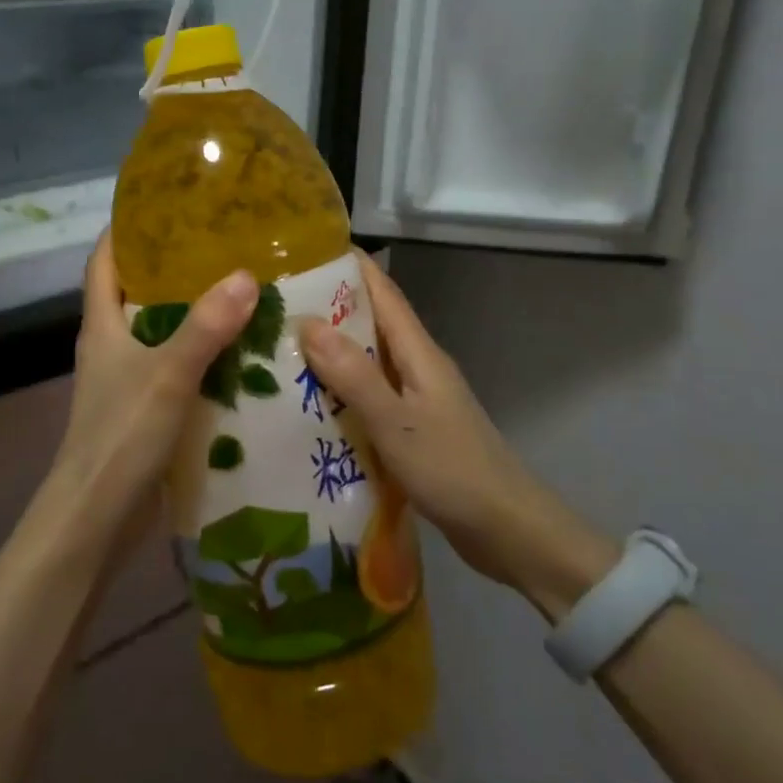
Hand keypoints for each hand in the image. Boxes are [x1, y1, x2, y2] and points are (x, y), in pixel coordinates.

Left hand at [49, 233, 257, 548]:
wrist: (96, 520)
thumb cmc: (120, 437)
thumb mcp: (166, 376)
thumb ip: (205, 327)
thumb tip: (246, 275)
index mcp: (103, 325)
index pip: (105, 260)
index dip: (127, 229)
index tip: (167, 205)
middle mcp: (112, 345)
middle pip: (139, 292)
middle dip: (177, 268)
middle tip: (226, 246)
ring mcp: (128, 381)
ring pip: (164, 333)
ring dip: (197, 315)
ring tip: (247, 293)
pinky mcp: (147, 411)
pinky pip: (179, 370)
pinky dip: (206, 358)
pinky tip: (245, 355)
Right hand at [299, 254, 616, 613]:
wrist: (510, 532)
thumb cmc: (454, 471)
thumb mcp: (397, 423)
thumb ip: (354, 375)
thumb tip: (308, 322)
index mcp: (418, 353)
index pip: (381, 291)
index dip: (348, 265)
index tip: (303, 250)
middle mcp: (417, 366)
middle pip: (370, 322)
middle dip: (326, 307)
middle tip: (273, 305)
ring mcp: (416, 398)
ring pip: (366, 360)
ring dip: (329, 352)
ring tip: (278, 350)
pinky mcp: (413, 428)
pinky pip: (369, 396)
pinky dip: (340, 391)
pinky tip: (308, 405)